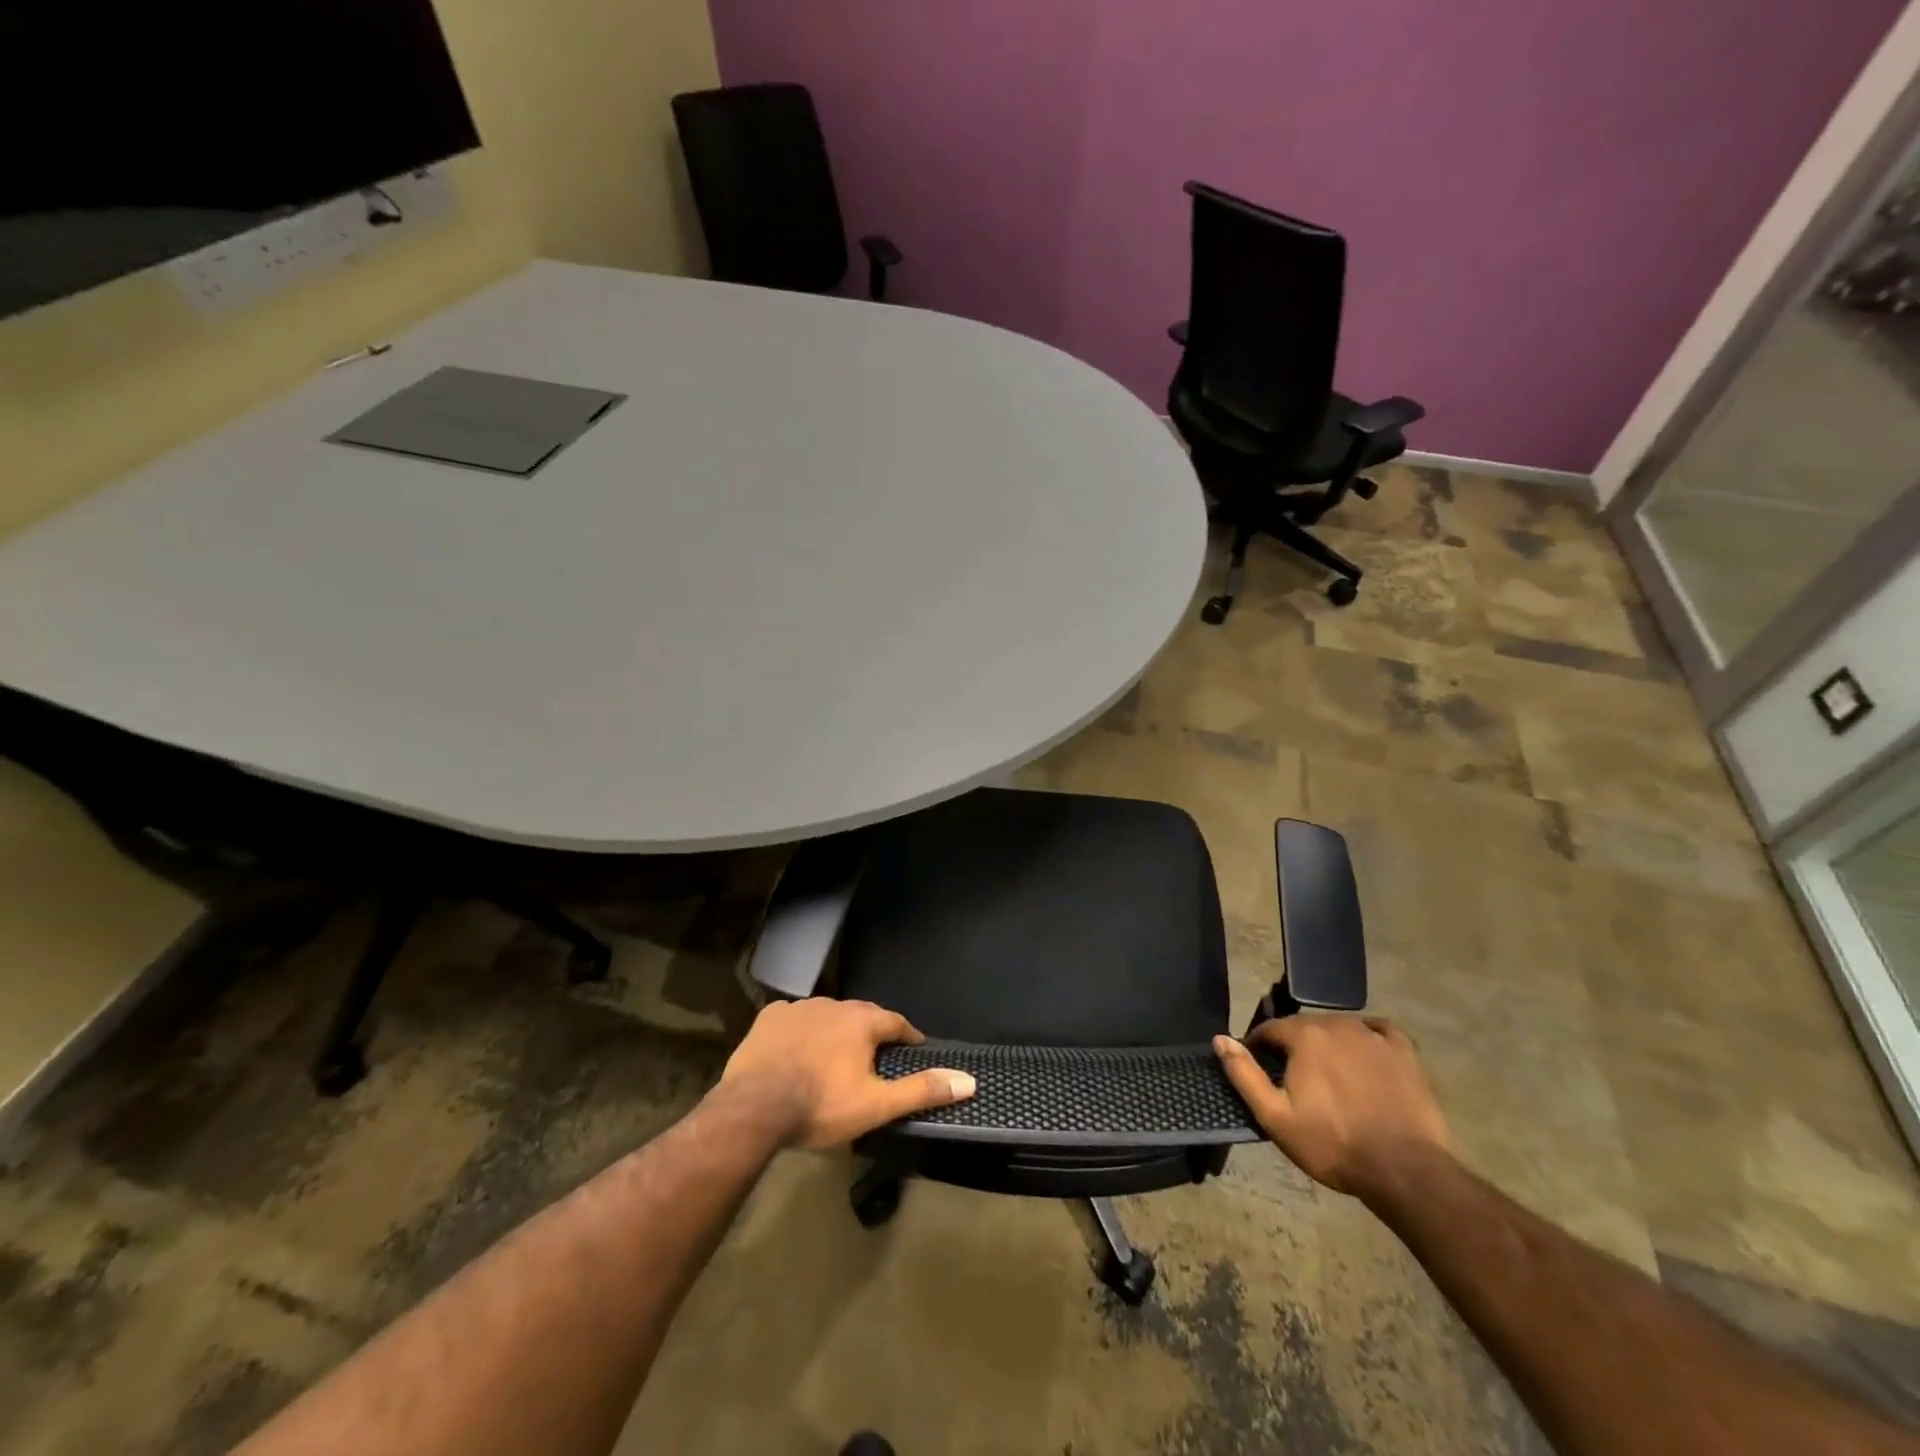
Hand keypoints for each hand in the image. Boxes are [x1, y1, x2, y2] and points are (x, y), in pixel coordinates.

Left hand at [721, 998, 976, 1149]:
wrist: (754, 1108)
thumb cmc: (821, 1105)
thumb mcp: (876, 1105)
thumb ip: (921, 1090)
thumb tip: (968, 1080)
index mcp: (862, 1021)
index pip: (896, 1022)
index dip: (907, 1037)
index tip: (912, 1050)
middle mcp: (833, 1004)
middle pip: (861, 1016)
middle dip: (870, 1034)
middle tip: (873, 1059)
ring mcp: (798, 1007)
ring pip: (827, 1016)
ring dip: (835, 1031)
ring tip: (834, 1058)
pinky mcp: (769, 1017)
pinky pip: (793, 1020)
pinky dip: (800, 1032)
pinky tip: (796, 1051)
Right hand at [1214, 1014, 1451, 1199]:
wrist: (1406, 1171)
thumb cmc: (1333, 1144)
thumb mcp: (1275, 1117)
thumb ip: (1244, 1074)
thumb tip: (1220, 1039)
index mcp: (1304, 1036)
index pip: (1270, 1029)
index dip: (1259, 1047)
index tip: (1260, 1070)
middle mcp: (1337, 1024)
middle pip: (1305, 1027)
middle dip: (1294, 1047)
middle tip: (1295, 1080)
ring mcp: (1374, 1037)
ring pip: (1340, 1028)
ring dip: (1328, 1043)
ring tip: (1329, 1075)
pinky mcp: (1405, 1053)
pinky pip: (1380, 1030)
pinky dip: (1368, 1036)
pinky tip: (1366, 1053)